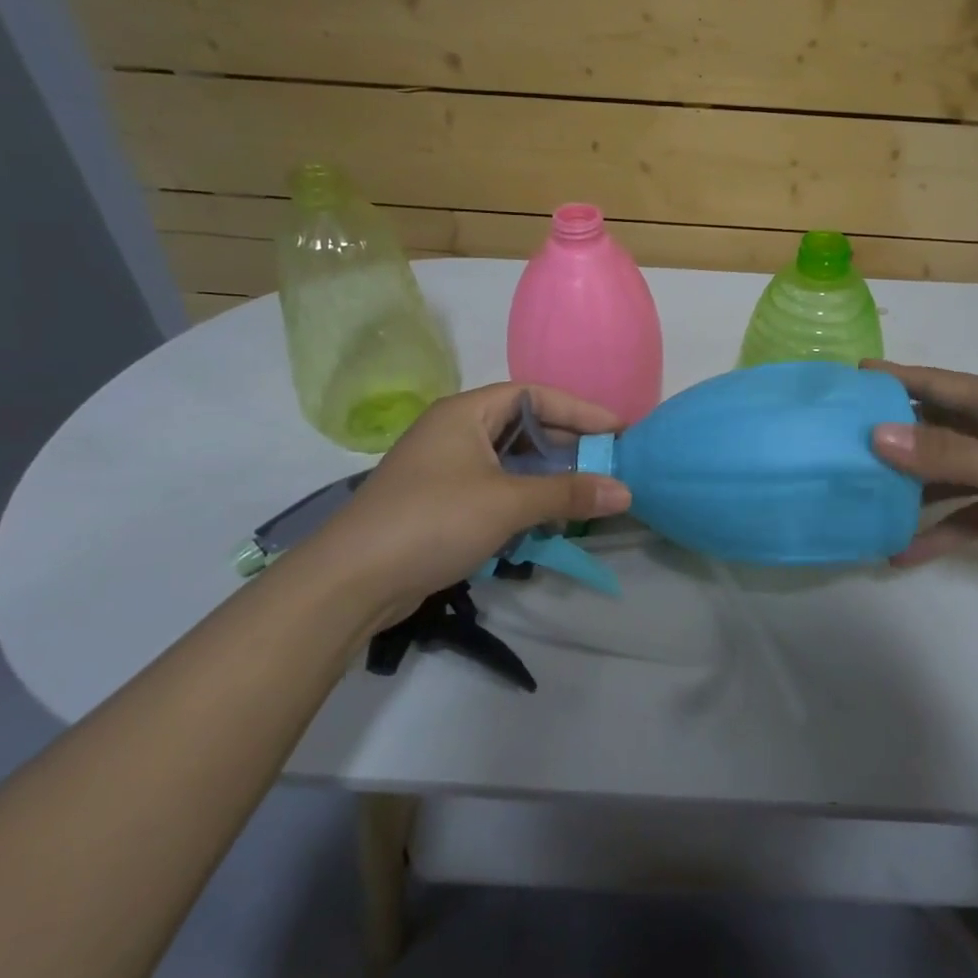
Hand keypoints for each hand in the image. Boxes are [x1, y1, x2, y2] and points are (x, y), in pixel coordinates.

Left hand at [308, 383, 631, 616]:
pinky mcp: (442, 502)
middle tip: (610, 462)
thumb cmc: (432, 522)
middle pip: (524, 427)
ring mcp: (446, 468)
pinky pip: (497, 487)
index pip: (534, 395)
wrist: (351, 581)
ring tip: (588, 490)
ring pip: (511, 461)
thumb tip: (626, 491)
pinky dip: (526, 498)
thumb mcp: (507, 503)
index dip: (580, 410)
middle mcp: (455, 432)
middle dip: (568, 445)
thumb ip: (568, 494)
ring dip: (548, 475)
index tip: (619, 430)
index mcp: (466, 413)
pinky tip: (549, 517)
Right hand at [865, 361, 977, 591]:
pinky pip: (969, 513)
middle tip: (843, 444)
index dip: (895, 378)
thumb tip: (876, 434)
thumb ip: (946, 454)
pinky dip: (941, 530)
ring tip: (864, 500)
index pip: (938, 384)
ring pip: (949, 473)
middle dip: (894, 436)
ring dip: (912, 488)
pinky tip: (906, 553)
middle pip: (938, 428)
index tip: (851, 377)